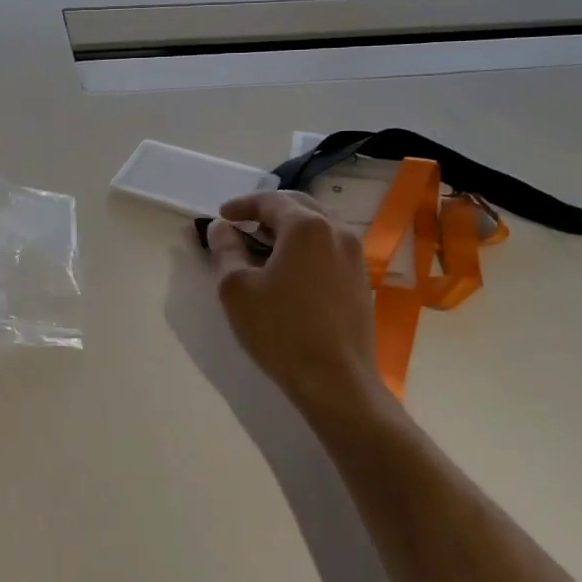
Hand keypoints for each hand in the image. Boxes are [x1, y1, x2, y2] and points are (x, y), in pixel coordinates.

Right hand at [208, 191, 382, 422]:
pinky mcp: (360, 280)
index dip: (242, 204)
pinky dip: (307, 247)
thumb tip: (221, 228)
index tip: (222, 215)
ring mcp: (355, 256)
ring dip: (290, 228)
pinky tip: (291, 269)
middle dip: (268, 211)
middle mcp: (337, 231)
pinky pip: (330, 248)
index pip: (270, 201)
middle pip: (299, 206)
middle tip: (243, 224)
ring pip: (319, 226)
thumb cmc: (280, 330)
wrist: (336, 381)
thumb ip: (226, 250)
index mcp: (307, 226)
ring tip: (265, 244)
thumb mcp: (237, 289)